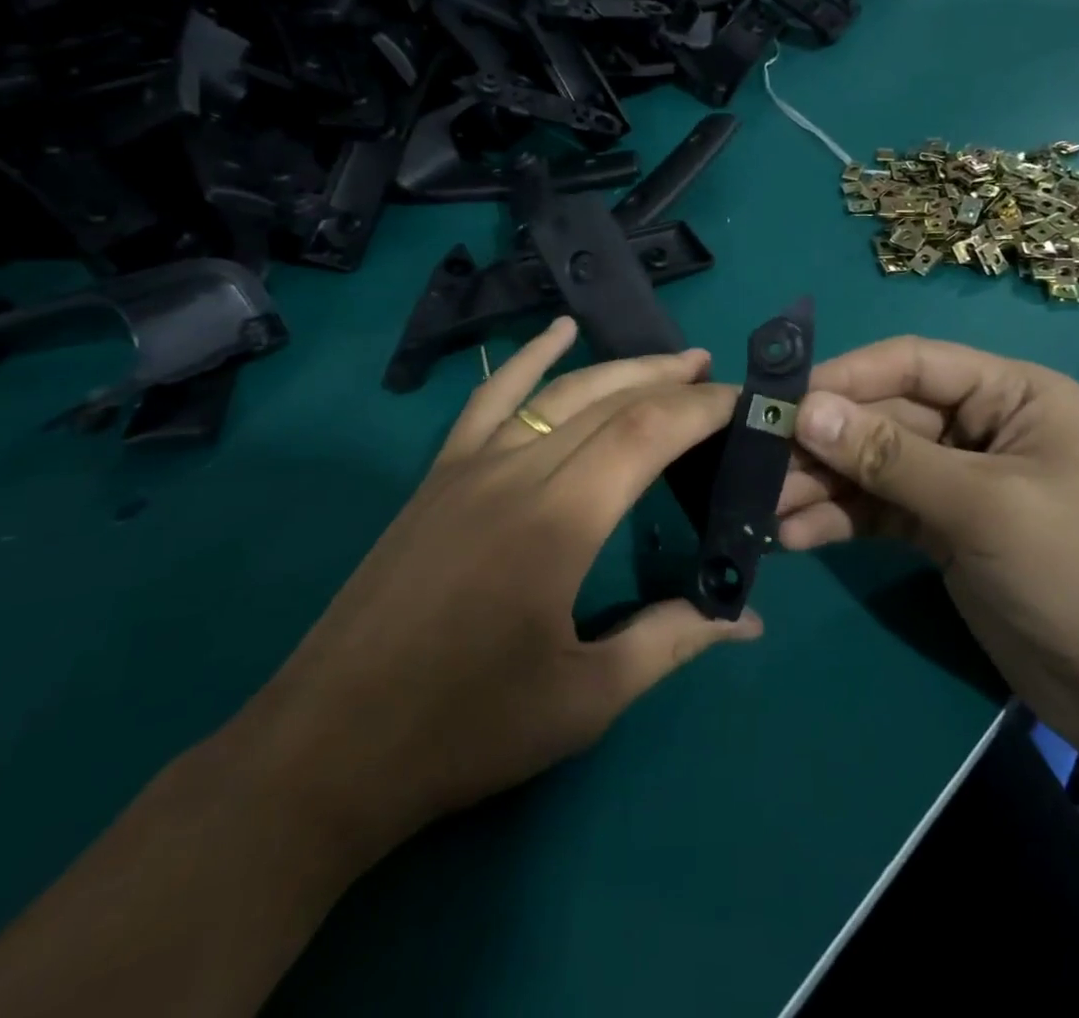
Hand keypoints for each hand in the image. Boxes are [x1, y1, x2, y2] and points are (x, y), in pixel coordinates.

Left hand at [239, 319, 761, 862]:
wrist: (329, 746)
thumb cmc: (466, 729)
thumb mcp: (588, 699)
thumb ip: (673, 642)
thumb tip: (748, 620)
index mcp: (560, 520)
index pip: (648, 433)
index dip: (703, 410)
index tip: (746, 403)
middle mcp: (517, 471)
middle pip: (610, 401)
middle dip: (672, 382)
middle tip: (720, 377)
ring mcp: (470, 466)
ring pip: (559, 391)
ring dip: (620, 367)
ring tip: (672, 360)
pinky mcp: (438, 475)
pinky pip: (490, 398)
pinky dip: (529, 358)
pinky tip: (556, 331)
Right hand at [776, 337, 1078, 761]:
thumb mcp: (984, 508)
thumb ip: (890, 458)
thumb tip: (804, 412)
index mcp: (1011, 395)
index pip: (912, 364)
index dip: (846, 377)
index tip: (784, 401)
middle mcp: (981, 427)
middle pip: (884, 417)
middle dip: (825, 443)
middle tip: (760, 465)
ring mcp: (959, 481)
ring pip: (874, 466)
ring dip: (822, 485)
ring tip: (767, 511)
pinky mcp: (942, 531)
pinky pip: (879, 511)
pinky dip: (840, 520)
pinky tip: (796, 537)